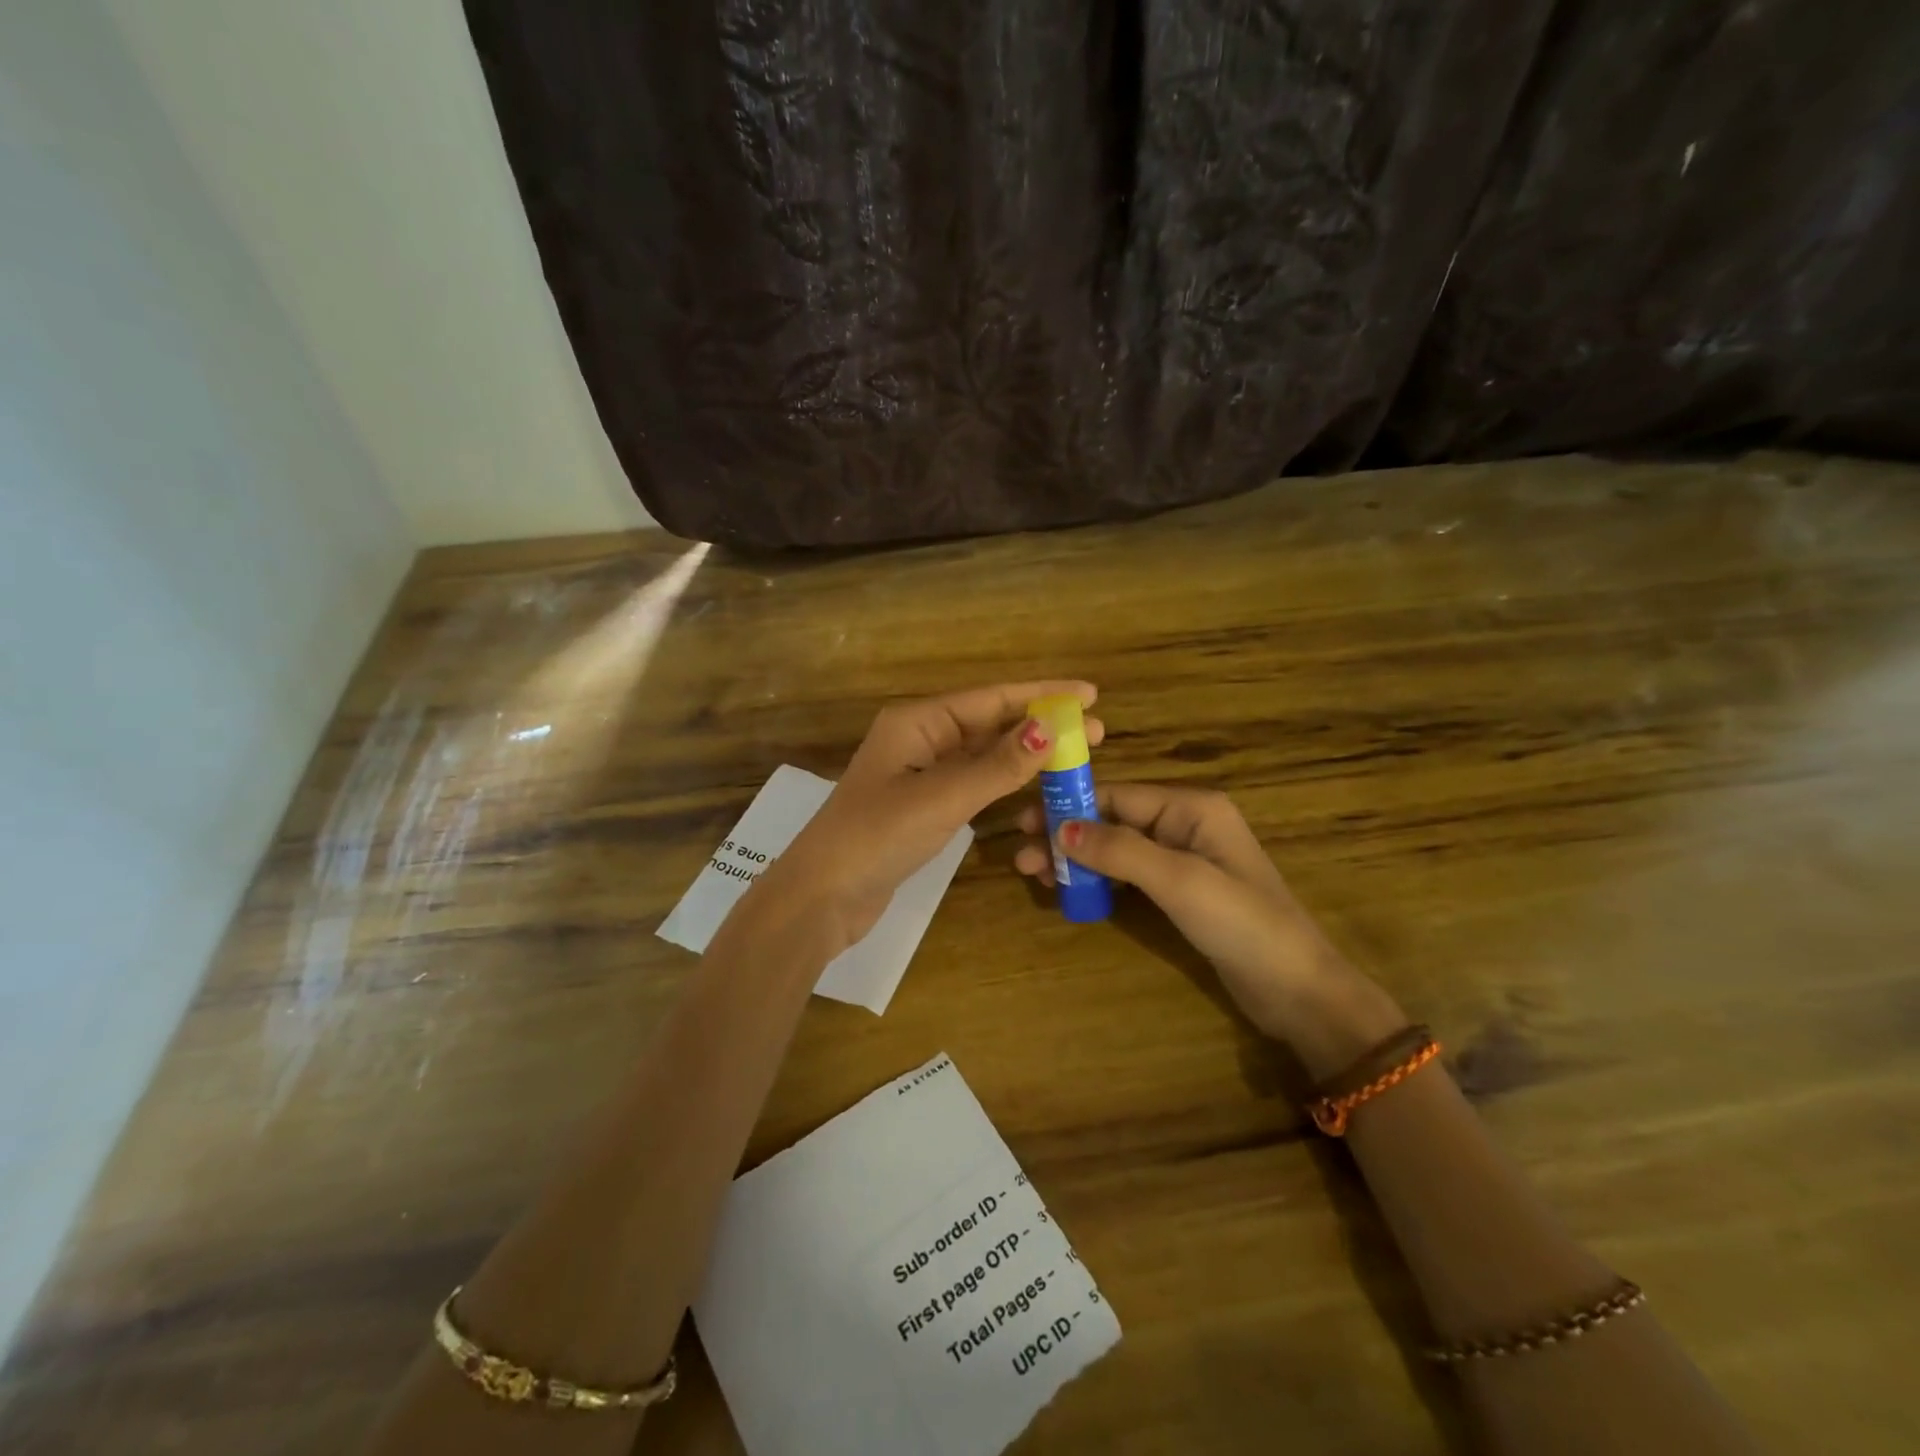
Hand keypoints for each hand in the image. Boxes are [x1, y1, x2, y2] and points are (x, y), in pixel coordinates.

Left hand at [765, 682, 1104, 952]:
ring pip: (984, 754)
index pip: (991, 698)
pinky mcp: (924, 806)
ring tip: (1075, 755)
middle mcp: (920, 739)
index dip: (1043, 693)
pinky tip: (1034, 783)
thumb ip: (997, 766)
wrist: (822, 896)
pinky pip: (974, 783)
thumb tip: (1050, 729)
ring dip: (1027, 754)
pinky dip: (1005, 782)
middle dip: (1042, 724)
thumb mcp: (942, 798)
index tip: (1090, 693)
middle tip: (1097, 730)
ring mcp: (921, 774)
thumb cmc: (876, 837)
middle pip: (990, 723)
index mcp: (917, 722)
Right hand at [1014, 783, 1404, 1077]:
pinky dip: (1098, 879)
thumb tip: (1060, 828)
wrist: (1297, 989)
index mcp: (1191, 807)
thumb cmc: (1242, 923)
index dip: (1069, 806)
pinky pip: (1129, 874)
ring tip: (1034, 875)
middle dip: (1067, 835)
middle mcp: (1185, 824)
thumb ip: (1120, 850)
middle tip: (1021, 857)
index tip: (1024, 821)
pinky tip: (1069, 890)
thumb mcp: (1179, 881)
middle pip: (1113, 820)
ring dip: (1077, 859)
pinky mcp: (1180, 891)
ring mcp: (1183, 859)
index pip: (1118, 795)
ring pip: (1116, 848)